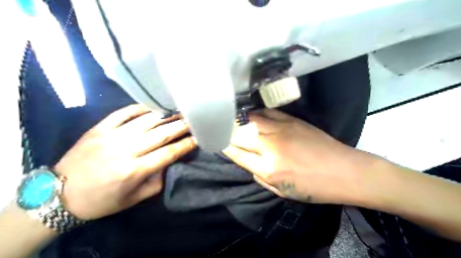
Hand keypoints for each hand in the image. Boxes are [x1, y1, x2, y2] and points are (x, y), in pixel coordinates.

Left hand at [53, 105, 195, 218]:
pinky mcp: (99, 128)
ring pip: (146, 121)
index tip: (198, 138)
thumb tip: (170, 162)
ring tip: (180, 110)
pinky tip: (153, 105)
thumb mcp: (134, 198)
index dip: (186, 145)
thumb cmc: (102, 200)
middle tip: (195, 119)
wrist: (59, 194)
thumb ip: (157, 181)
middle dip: (181, 126)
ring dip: (166, 115)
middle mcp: (126, 150)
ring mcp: (112, 136)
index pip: (168, 153)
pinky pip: (123, 113)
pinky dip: (139, 107)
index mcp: (134, 170)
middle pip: (161, 134)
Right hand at [223, 109, 377, 205]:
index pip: (236, 153)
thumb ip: (260, 176)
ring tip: (232, 120)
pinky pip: (266, 112)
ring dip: (238, 120)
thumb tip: (249, 162)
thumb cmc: (313, 188)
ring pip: (250, 120)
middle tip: (220, 129)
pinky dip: (255, 113)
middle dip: (226, 131)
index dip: (223, 146)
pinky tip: (252, 115)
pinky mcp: (291, 120)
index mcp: (267, 169)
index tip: (217, 141)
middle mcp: (270, 146)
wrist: (344, 171)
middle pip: (238, 134)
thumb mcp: (281, 191)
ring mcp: (281, 130)